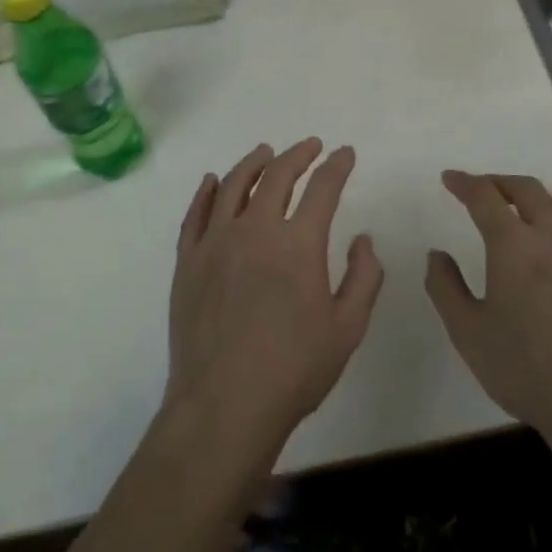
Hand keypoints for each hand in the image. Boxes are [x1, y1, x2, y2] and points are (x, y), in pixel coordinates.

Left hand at [164, 140, 383, 466]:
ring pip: (232, 185)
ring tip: (265, 152)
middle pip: (277, 175)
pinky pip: (195, 214)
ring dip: (253, 163)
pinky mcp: (188, 261)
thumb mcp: (347, 328)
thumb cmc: (294, 370)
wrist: (224, 406)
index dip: (337, 166)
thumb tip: (363, 238)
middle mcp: (255, 229)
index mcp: (298, 243)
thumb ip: (364, 277)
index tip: (345, 154)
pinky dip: (206, 192)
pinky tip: (212, 181)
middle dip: (298, 154)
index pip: (323, 188)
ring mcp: (216, 242)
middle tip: (310, 146)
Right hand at [426, 171, 551, 445]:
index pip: (485, 196)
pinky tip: (542, 244)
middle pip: (526, 189)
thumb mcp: (467, 331)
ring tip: (509, 210)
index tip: (449, 179)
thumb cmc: (523, 368)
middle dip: (498, 181)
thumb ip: (445, 286)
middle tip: (477, 189)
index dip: (464, 183)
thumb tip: (437, 254)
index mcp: (514, 245)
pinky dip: (549, 218)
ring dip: (527, 197)